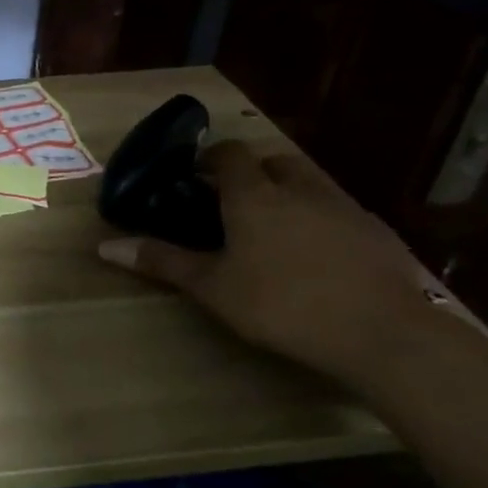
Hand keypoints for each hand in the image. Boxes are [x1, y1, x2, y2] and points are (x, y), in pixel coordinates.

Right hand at [98, 139, 445, 392]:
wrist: (383, 334)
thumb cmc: (282, 304)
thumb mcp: (212, 287)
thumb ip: (162, 262)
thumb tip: (105, 247)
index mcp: (254, 194)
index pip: (230, 153)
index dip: (211, 157)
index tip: (196, 175)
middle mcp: (299, 188)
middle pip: (273, 160)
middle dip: (252, 172)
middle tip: (234, 202)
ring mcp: (343, 207)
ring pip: (310, 182)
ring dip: (289, 192)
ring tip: (275, 229)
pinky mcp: (377, 232)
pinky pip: (340, 211)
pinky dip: (322, 219)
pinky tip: (319, 256)